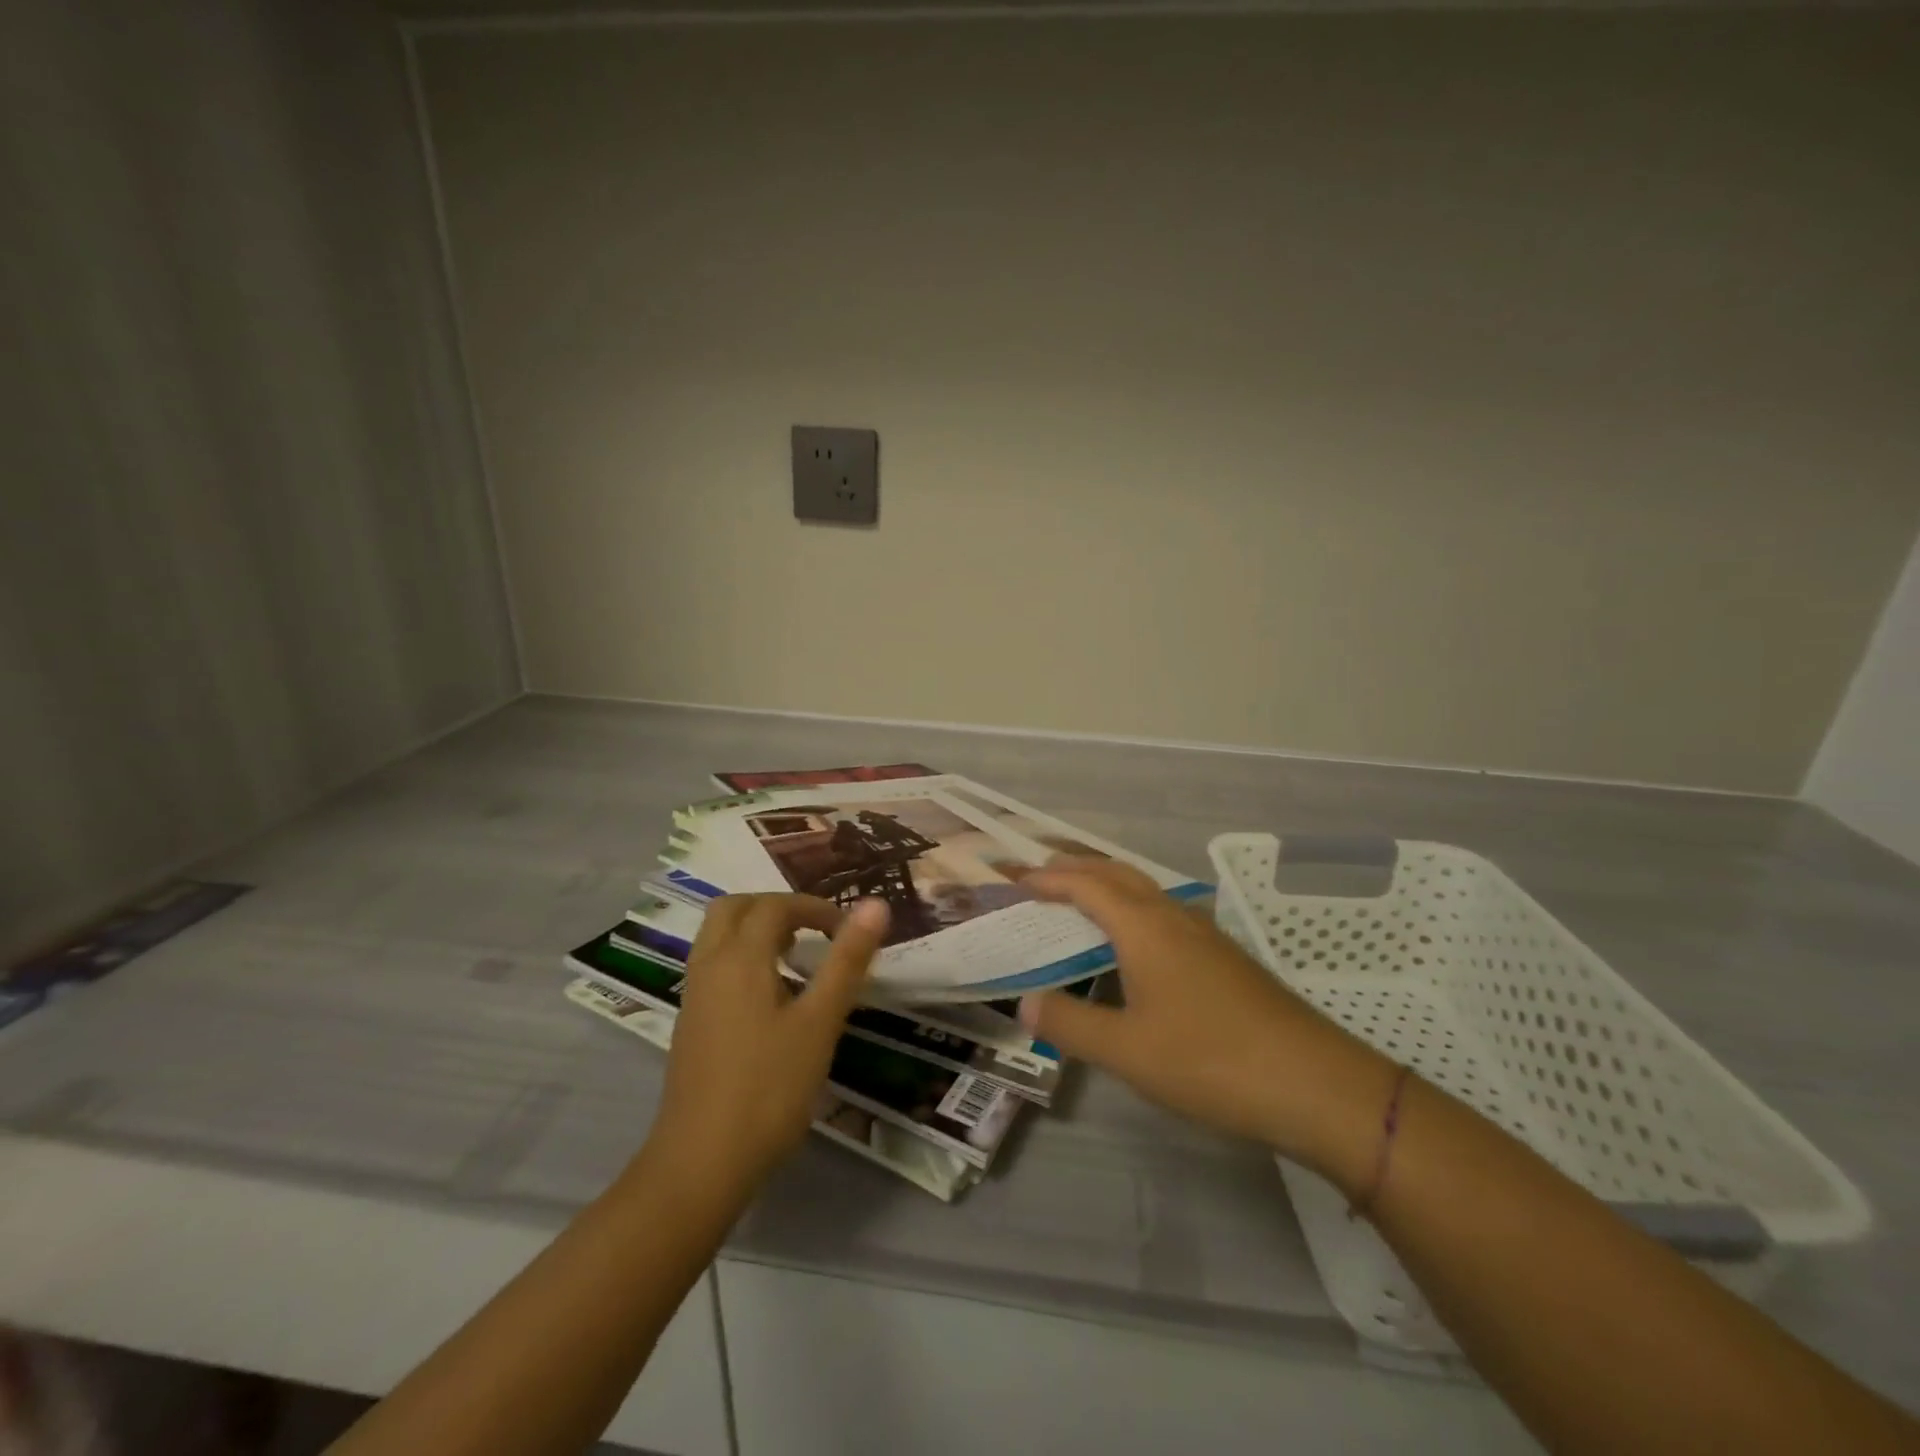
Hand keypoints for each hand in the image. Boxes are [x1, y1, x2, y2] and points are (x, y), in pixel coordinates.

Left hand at [642, 894, 889, 1201]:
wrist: (701, 1163)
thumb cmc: (769, 1089)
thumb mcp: (820, 1022)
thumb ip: (847, 960)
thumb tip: (876, 904)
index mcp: (740, 957)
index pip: (775, 905)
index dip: (814, 907)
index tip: (847, 930)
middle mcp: (710, 965)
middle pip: (735, 908)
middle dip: (776, 908)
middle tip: (813, 932)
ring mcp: (694, 995)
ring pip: (719, 936)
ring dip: (756, 931)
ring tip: (796, 959)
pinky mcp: (691, 1023)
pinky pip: (714, 965)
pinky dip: (742, 958)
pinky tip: (772, 998)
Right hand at [1019, 859, 1394, 1173]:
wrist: (1315, 1084)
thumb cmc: (1210, 1060)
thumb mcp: (1127, 1050)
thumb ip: (1070, 1023)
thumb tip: (1024, 1002)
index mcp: (1144, 928)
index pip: (1085, 885)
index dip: (1047, 879)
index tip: (1014, 876)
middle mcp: (1173, 917)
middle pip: (1117, 873)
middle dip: (1076, 867)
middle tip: (1040, 873)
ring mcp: (1205, 935)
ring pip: (1145, 891)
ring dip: (1107, 884)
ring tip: (1078, 898)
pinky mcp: (1224, 958)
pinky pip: (1164, 914)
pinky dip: (1132, 909)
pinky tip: (1134, 944)